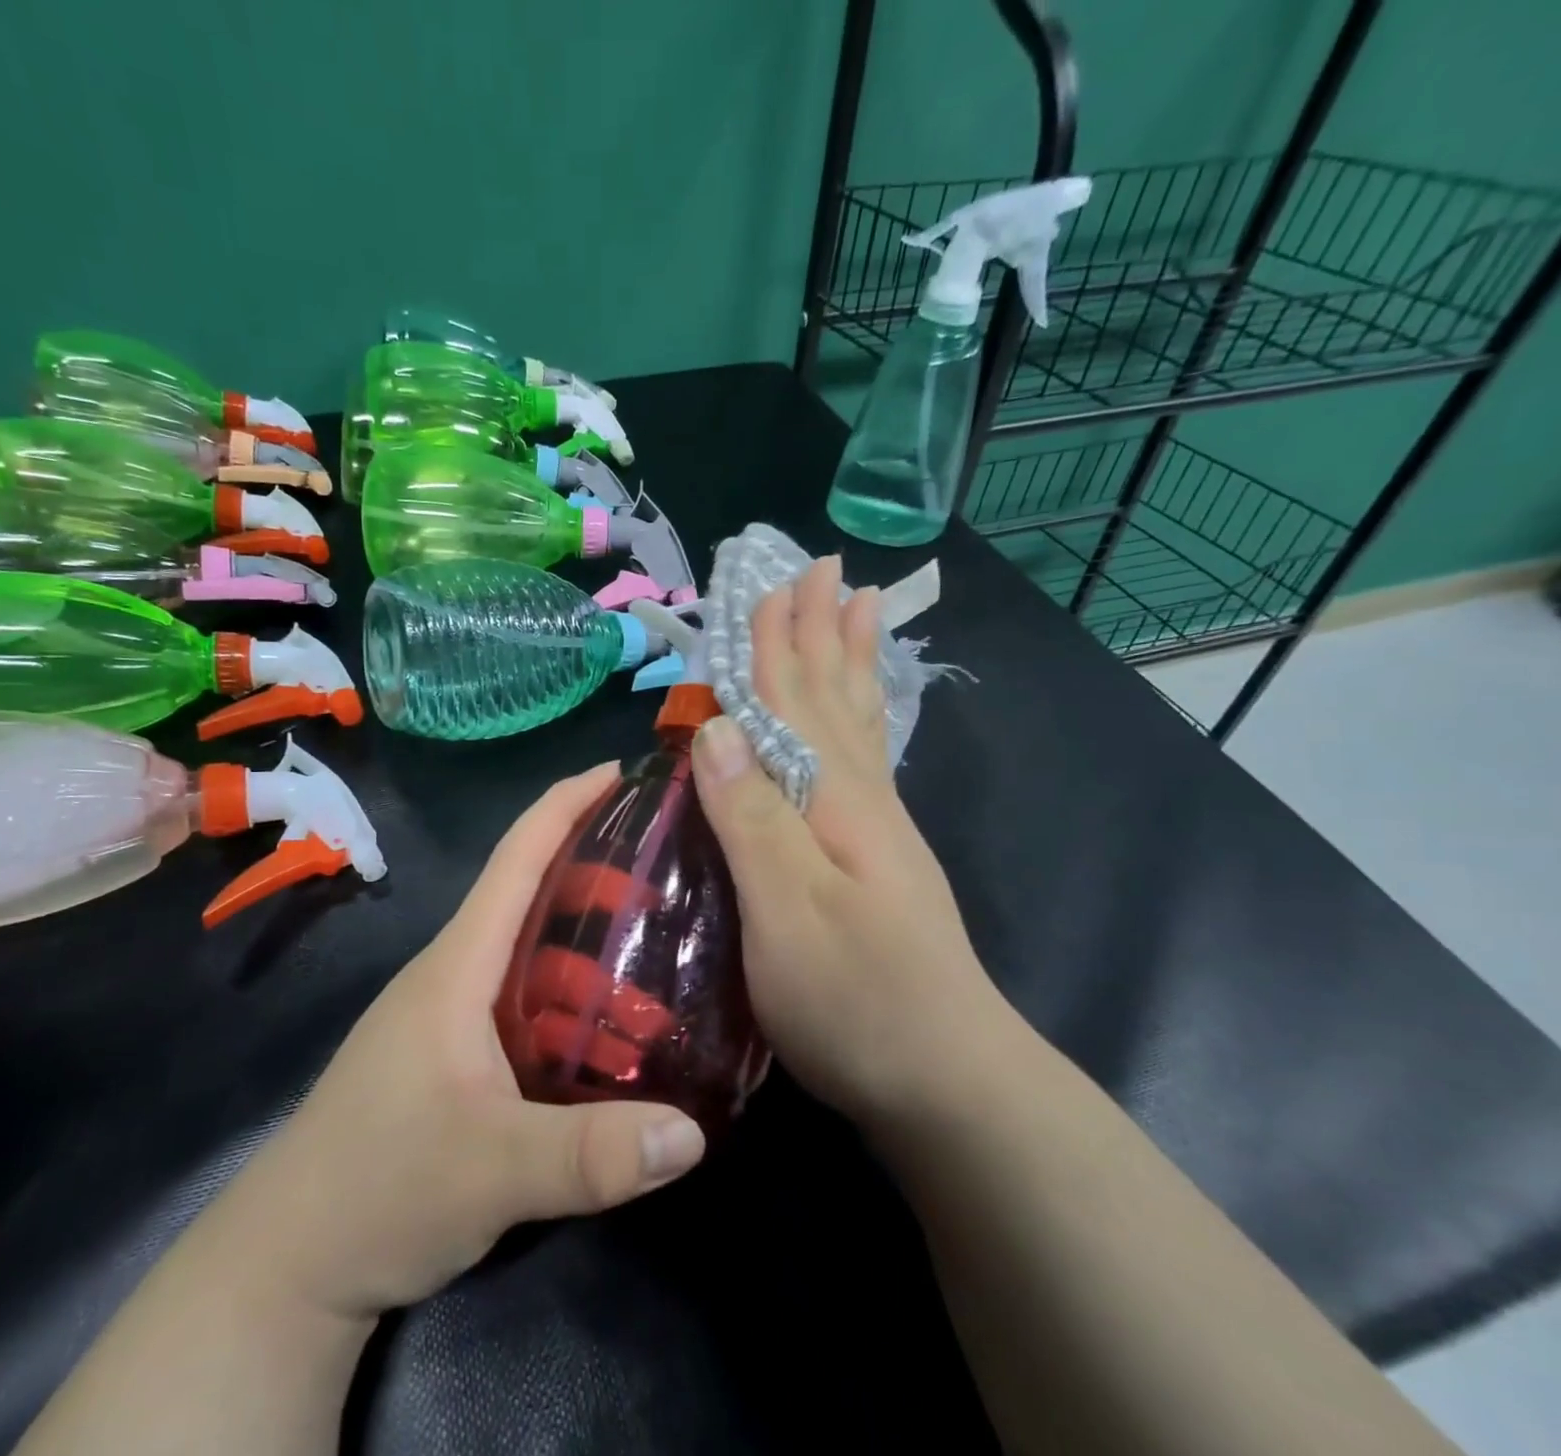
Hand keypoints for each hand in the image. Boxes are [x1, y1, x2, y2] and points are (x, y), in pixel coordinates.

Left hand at [245, 765, 706, 1323]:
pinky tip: (611, 1006)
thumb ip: (591, 1154)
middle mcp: (454, 970)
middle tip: (669, 855)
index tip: (619, 771)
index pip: (516, 857)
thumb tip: (694, 1135)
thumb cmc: (379, 1189)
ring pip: (527, 941)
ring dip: (583, 919)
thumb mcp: (493, 1172)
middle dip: (593, 856)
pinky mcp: (454, 1048)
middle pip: (528, 888)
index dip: (565, 803)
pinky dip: (570, 976)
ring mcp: (450, 1010)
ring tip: (658, 921)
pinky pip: (523, 987)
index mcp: (458, 964)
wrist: (290, 1259)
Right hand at [691, 555, 1018, 1124]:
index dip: (777, 643)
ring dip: (848, 663)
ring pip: (857, 723)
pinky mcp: (876, 860)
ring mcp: (876, 829)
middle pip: (833, 697)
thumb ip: (753, 819)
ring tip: (859, 610)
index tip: (773, 581)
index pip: (794, 701)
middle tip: (826, 569)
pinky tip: (857, 718)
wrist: (946, 1082)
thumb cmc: (855, 1000)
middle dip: (821, 631)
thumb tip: (717, 727)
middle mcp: (861, 798)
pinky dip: (858, 720)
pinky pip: (863, 761)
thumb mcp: (787, 913)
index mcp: (834, 800)